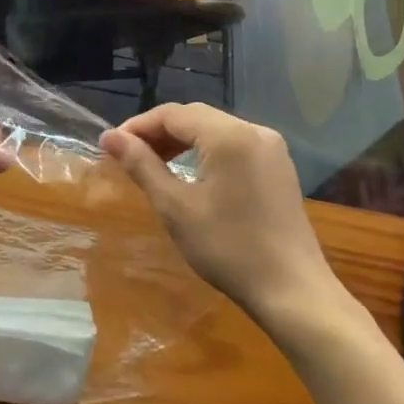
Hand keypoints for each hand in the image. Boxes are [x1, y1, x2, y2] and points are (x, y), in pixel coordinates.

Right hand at [100, 104, 343, 325]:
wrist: (292, 290)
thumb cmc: (228, 248)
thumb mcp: (175, 207)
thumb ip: (142, 166)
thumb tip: (110, 137)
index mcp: (229, 135)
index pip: (173, 114)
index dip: (138, 126)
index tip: (111, 146)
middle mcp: (254, 130)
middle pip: (195, 117)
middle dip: (159, 132)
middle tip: (129, 157)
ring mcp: (271, 148)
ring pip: (215, 129)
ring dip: (182, 141)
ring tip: (154, 165)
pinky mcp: (279, 166)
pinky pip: (234, 144)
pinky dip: (207, 151)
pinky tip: (192, 174)